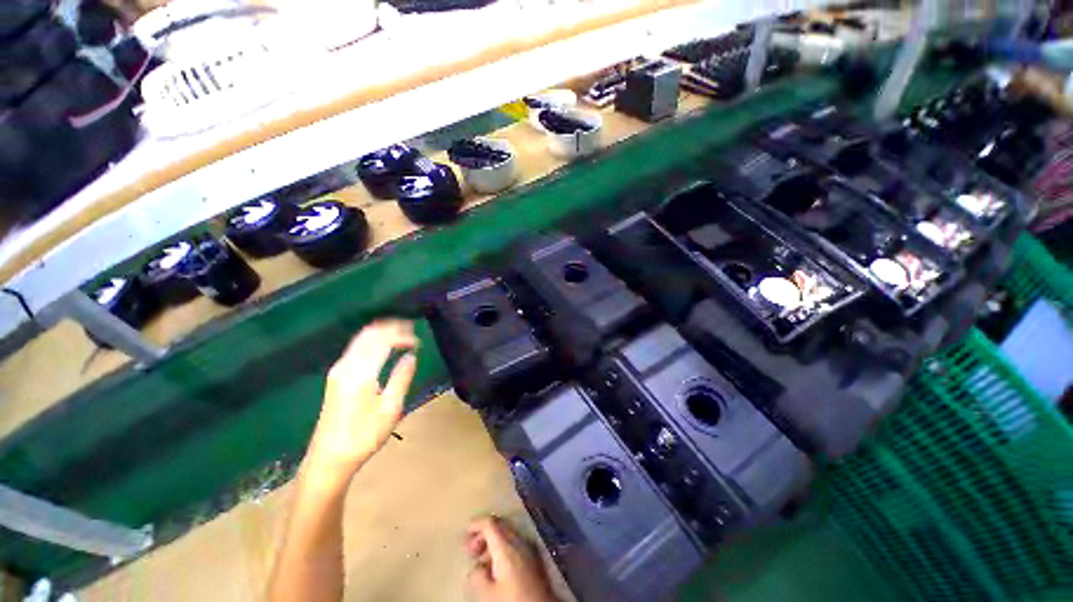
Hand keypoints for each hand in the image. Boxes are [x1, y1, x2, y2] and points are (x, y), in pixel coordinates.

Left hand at [304, 320, 417, 484]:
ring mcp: (338, 370)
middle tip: (412, 329)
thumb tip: (411, 356)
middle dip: (392, 327)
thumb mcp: (390, 409)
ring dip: (382, 331)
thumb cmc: (364, 436)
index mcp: (360, 374)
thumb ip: (401, 378)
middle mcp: (346, 366)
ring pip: (361, 338)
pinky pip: (356, 347)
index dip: (402, 335)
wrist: (329, 458)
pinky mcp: (336, 375)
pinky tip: (384, 344)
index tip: (418, 341)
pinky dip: (372, 340)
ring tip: (402, 333)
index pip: (383, 341)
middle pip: (369, 334)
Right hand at [465, 516, 558, 601]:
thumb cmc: (513, 600)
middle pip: (499, 526)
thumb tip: (476, 567)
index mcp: (506, 545)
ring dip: (493, 543)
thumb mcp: (488, 593)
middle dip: (483, 534)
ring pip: (507, 535)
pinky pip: (515, 544)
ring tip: (481, 562)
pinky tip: (498, 567)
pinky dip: (503, 549)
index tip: (464, 533)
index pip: (490, 523)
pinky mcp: (534, 558)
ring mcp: (529, 547)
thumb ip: (477, 576)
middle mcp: (519, 540)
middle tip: (471, 550)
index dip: (475, 524)